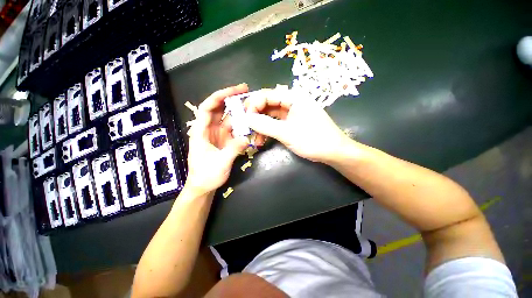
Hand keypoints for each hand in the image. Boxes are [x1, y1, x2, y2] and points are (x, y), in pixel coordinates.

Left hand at [185, 84, 249, 194]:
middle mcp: (209, 130)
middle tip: (247, 91)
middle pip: (219, 109)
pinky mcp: (225, 141)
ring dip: (239, 111)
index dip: (219, 97)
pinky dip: (242, 125)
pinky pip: (234, 129)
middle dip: (231, 98)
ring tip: (252, 106)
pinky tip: (251, 122)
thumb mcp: (220, 163)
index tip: (234, 91)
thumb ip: (233, 149)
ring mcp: (218, 135)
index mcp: (201, 132)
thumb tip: (247, 138)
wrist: (204, 187)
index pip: (207, 108)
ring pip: (228, 118)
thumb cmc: (206, 176)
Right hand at [245, 89, 350, 163]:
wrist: (333, 152)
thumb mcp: (286, 133)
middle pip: (268, 104)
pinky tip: (262, 139)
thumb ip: (265, 124)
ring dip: (261, 125)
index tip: (245, 118)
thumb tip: (247, 118)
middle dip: (256, 116)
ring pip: (271, 115)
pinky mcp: (292, 123)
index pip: (267, 95)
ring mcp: (292, 113)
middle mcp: (292, 102)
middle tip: (247, 128)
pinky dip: (268, 130)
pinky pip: (276, 123)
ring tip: (255, 138)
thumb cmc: (313, 140)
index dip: (254, 104)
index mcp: (293, 97)